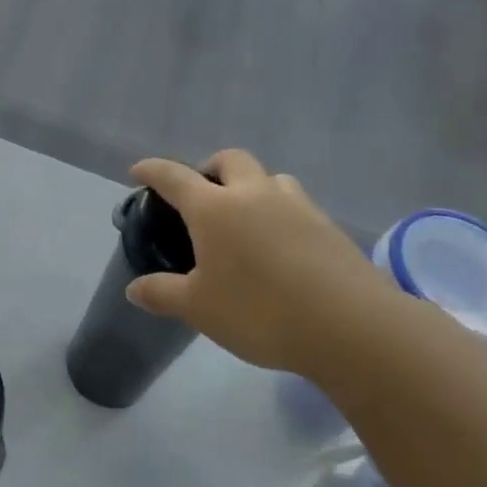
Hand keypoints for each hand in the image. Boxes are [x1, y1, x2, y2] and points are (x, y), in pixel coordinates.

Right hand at [125, 150, 404, 374]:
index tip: (138, 171)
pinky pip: (296, 205)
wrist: (351, 326)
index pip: (174, 176)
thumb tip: (134, 289)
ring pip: (269, 178)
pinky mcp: (329, 227)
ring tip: (246, 219)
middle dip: (210, 168)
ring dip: (252, 187)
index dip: (152, 170)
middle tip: (202, 194)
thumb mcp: (199, 308)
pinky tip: (280, 247)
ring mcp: (297, 206)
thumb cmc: (259, 311)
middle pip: (229, 160)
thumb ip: (163, 293)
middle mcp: (254, 194)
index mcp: (214, 208)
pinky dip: (280, 213)